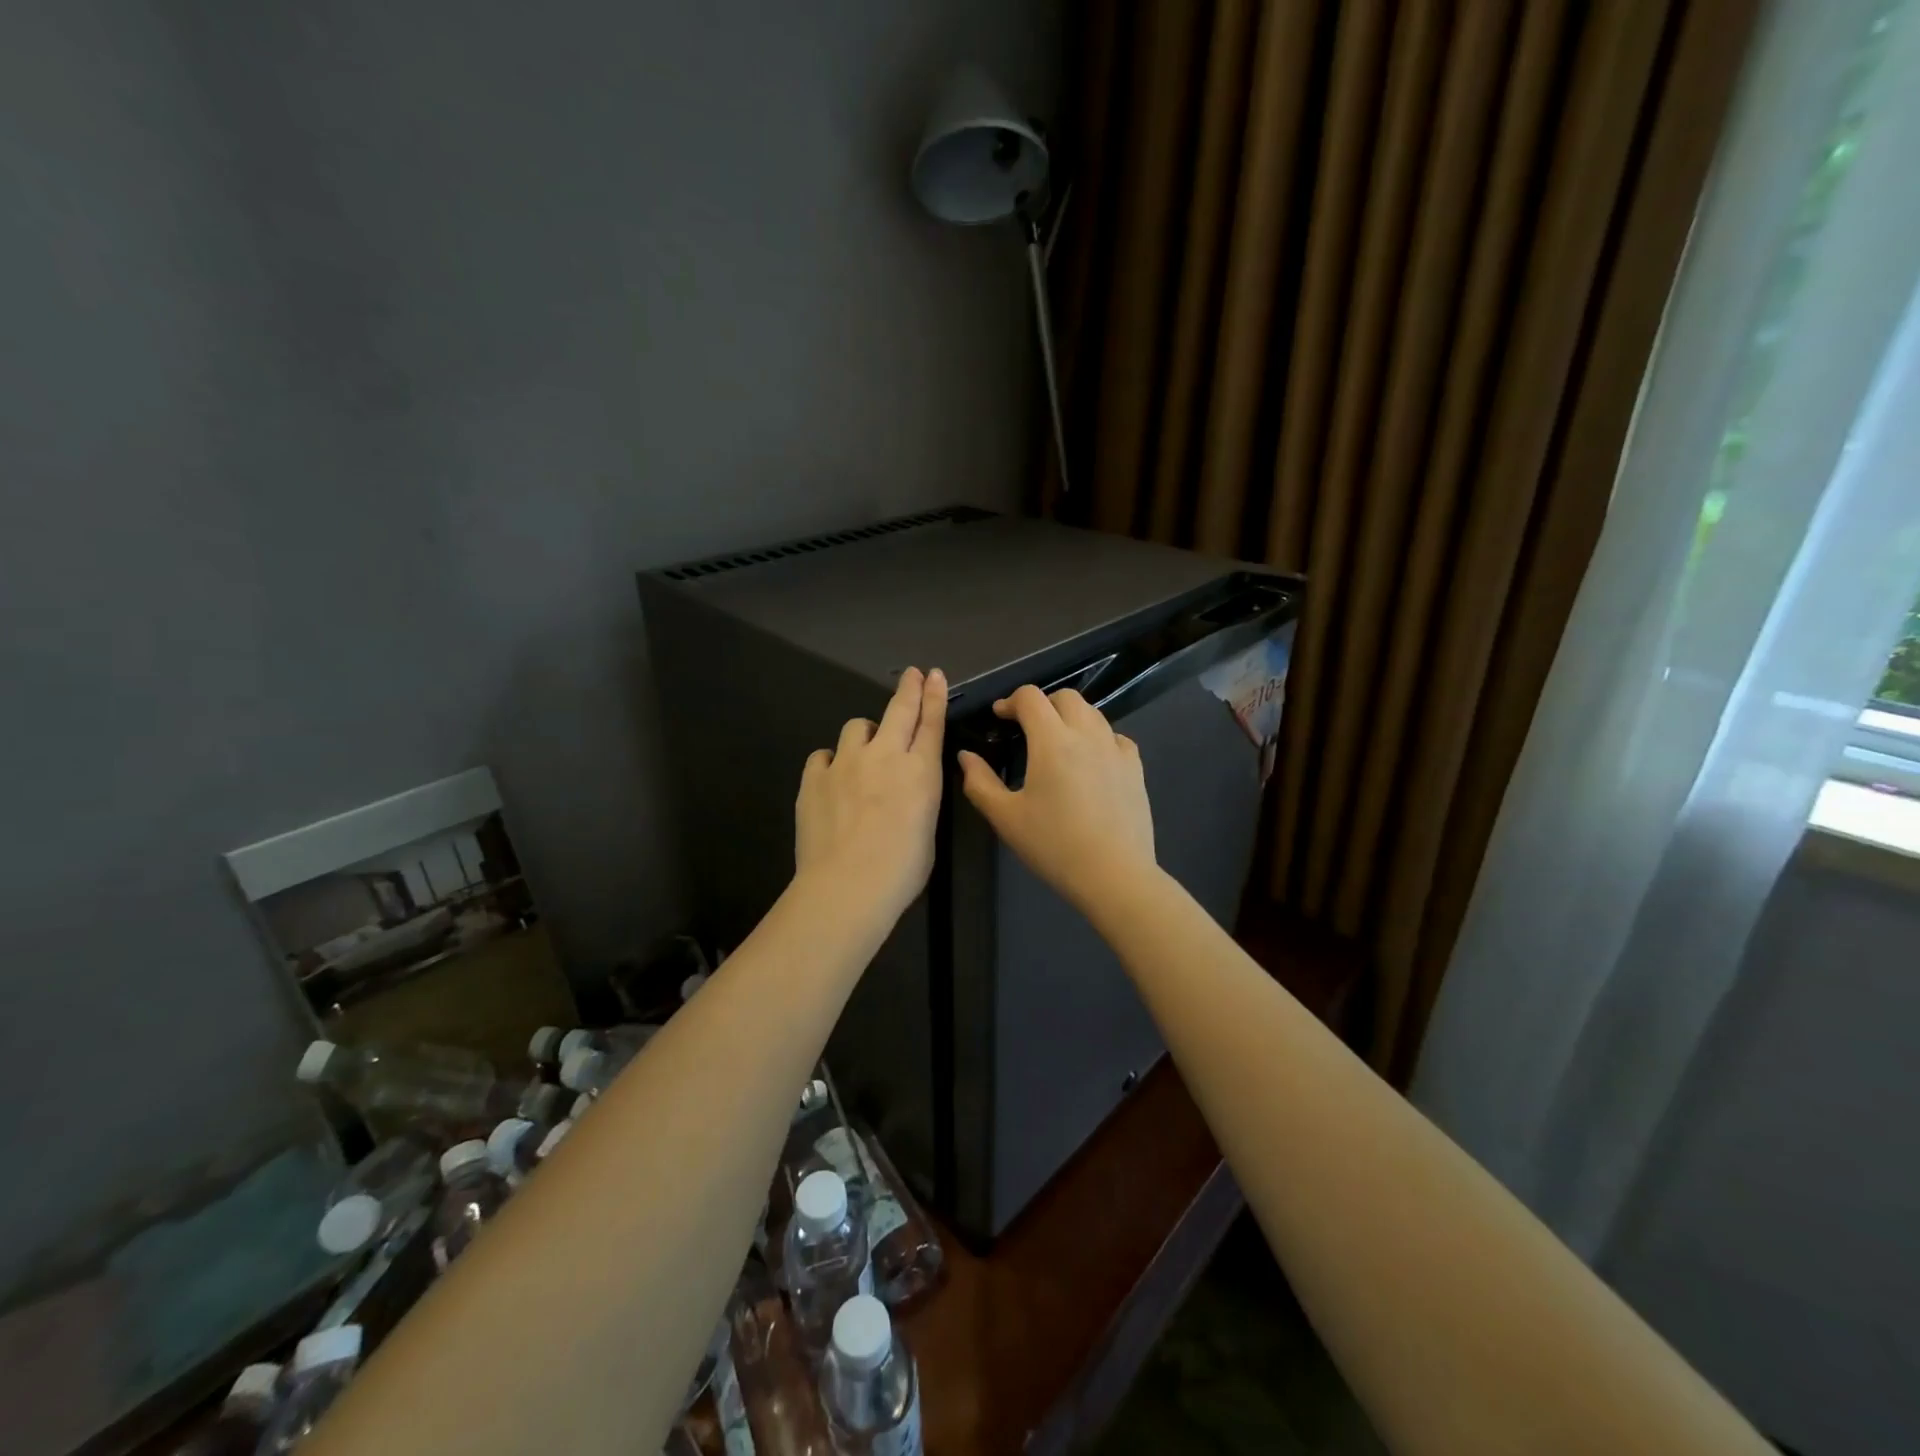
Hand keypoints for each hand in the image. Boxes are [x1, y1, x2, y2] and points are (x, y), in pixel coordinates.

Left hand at [794, 667, 947, 923]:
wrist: (847, 886)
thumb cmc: (901, 870)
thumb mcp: (926, 829)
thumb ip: (918, 798)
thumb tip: (907, 790)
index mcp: (920, 771)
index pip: (931, 723)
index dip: (934, 696)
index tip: (934, 675)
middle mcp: (885, 756)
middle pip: (899, 710)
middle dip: (908, 689)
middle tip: (912, 674)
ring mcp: (845, 763)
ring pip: (856, 727)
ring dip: (865, 732)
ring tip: (865, 750)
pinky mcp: (814, 778)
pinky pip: (823, 755)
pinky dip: (831, 761)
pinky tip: (832, 776)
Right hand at [956, 685, 1156, 914]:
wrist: (1114, 875)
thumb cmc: (1054, 846)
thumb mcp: (1005, 818)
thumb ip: (980, 782)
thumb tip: (965, 756)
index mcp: (1052, 741)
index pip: (1031, 698)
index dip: (1011, 701)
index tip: (1000, 716)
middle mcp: (1087, 734)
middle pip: (1066, 697)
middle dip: (1043, 703)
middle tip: (1028, 727)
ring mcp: (1116, 750)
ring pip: (1093, 713)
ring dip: (1071, 717)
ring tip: (1058, 742)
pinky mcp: (1135, 768)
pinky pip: (1115, 737)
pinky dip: (1098, 737)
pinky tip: (1091, 760)